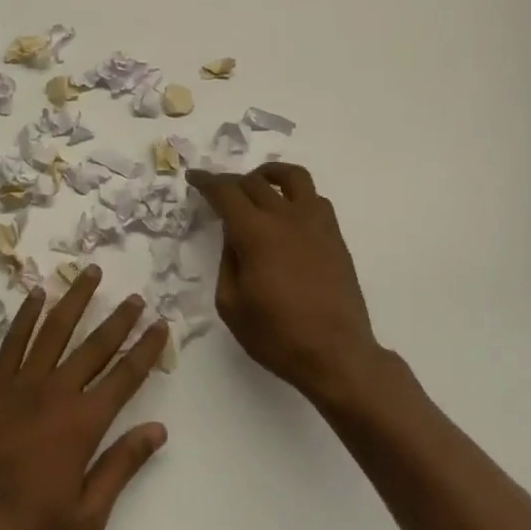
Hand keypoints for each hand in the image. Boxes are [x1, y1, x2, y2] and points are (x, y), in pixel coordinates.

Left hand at [0, 266, 168, 529]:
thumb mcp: (88, 515)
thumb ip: (122, 465)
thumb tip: (158, 429)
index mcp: (83, 424)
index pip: (125, 377)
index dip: (146, 349)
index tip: (161, 324)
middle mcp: (55, 393)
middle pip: (95, 346)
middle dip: (119, 320)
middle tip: (136, 297)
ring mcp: (21, 385)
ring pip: (54, 330)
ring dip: (76, 299)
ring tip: (91, 273)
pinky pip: (13, 341)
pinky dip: (26, 315)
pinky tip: (37, 295)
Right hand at [186, 163, 381, 400]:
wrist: (336, 354)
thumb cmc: (277, 335)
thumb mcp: (232, 304)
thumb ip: (227, 262)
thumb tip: (233, 237)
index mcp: (256, 233)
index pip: (226, 193)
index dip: (206, 181)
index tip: (194, 177)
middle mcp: (286, 218)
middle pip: (254, 182)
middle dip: (231, 182)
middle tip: (218, 192)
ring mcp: (315, 223)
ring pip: (293, 177)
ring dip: (269, 174)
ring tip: (258, 185)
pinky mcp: (334, 236)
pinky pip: (315, 199)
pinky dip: (296, 195)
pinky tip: (288, 213)